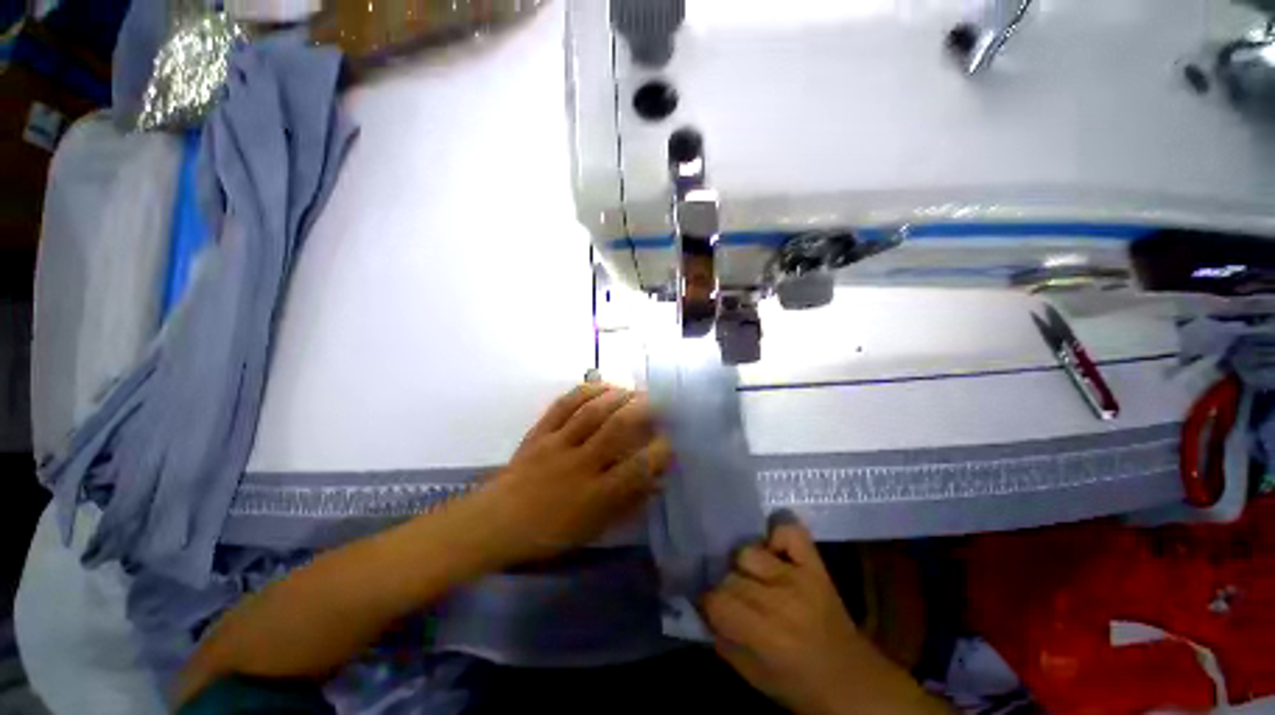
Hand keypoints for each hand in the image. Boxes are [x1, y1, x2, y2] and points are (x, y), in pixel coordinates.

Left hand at [464, 383, 671, 568]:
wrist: (494, 522)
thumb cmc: (548, 533)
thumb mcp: (593, 528)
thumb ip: (627, 503)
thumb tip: (656, 480)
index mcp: (594, 495)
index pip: (636, 468)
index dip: (659, 452)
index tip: (670, 440)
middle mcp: (579, 465)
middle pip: (616, 429)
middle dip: (642, 411)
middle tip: (658, 401)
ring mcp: (557, 444)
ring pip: (592, 412)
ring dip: (618, 396)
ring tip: (634, 390)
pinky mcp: (539, 432)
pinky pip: (564, 405)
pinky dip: (585, 391)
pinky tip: (601, 385)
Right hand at [703, 515, 942, 714]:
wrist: (853, 681)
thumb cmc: (799, 686)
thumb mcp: (754, 677)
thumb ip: (722, 640)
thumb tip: (700, 606)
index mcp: (767, 636)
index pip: (717, 600)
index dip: (709, 603)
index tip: (711, 608)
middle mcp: (782, 600)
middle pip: (731, 575)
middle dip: (726, 588)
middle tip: (736, 601)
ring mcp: (800, 577)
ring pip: (748, 551)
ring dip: (745, 566)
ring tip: (755, 580)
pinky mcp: (816, 564)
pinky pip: (788, 531)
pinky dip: (777, 536)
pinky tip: (774, 552)